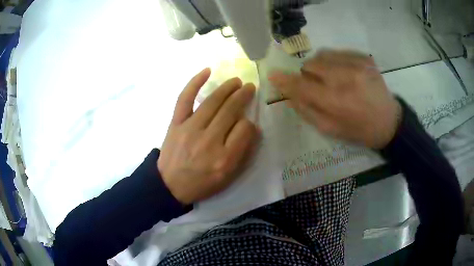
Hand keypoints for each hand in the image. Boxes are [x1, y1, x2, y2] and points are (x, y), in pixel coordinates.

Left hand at [158, 68, 258, 204]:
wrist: (169, 185)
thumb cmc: (201, 183)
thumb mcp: (227, 176)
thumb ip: (241, 152)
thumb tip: (249, 126)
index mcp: (224, 158)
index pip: (245, 129)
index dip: (249, 122)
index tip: (248, 122)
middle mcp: (209, 140)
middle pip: (230, 111)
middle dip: (243, 96)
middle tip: (250, 87)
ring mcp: (190, 129)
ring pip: (212, 102)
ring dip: (227, 88)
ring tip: (236, 81)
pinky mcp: (176, 123)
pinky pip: (185, 98)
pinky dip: (195, 82)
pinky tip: (207, 71)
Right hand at [269, 50, 400, 148]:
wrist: (389, 122)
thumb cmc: (359, 130)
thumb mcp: (330, 129)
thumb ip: (307, 110)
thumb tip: (288, 94)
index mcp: (336, 101)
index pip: (302, 85)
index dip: (285, 80)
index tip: (272, 74)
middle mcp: (345, 78)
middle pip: (311, 64)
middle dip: (308, 74)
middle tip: (318, 85)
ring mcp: (357, 64)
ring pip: (323, 54)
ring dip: (321, 65)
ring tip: (333, 77)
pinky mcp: (365, 58)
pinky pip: (339, 52)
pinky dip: (336, 61)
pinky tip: (345, 73)